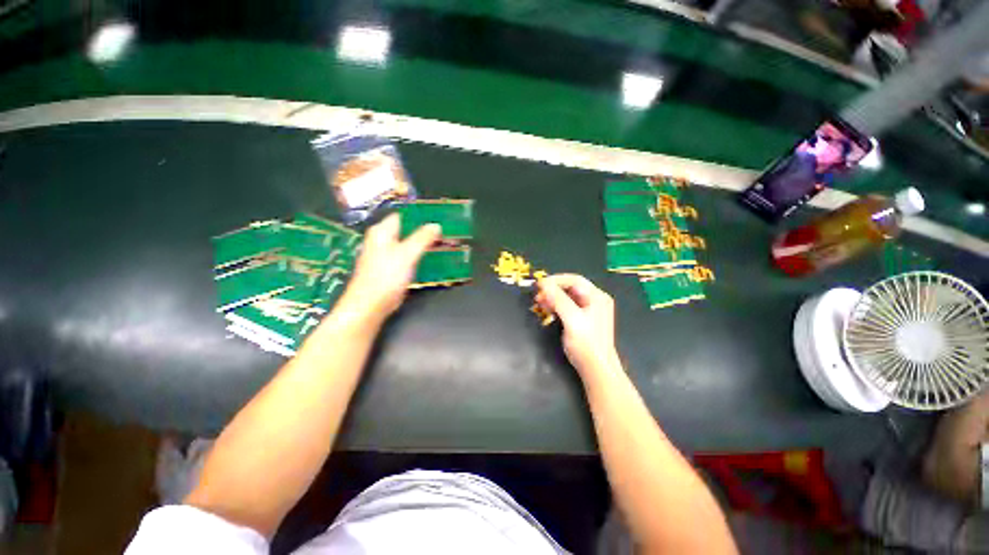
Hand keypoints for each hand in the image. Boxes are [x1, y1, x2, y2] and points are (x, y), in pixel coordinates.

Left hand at [339, 214, 439, 321]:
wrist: (368, 306)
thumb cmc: (386, 276)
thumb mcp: (408, 254)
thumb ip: (422, 238)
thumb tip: (435, 225)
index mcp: (381, 231)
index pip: (403, 215)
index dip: (420, 216)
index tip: (438, 218)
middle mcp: (378, 241)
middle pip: (403, 231)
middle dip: (422, 232)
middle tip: (443, 234)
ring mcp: (380, 257)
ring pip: (403, 246)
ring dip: (419, 247)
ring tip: (439, 247)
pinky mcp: (384, 272)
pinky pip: (402, 260)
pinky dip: (413, 260)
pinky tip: (426, 264)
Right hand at [535, 274, 619, 375]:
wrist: (596, 368)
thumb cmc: (586, 343)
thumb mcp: (571, 319)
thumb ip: (558, 299)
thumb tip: (544, 284)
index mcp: (597, 297)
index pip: (575, 280)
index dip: (556, 280)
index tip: (539, 285)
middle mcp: (596, 301)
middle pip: (572, 289)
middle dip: (553, 290)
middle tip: (537, 296)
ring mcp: (591, 312)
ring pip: (569, 299)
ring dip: (554, 299)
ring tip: (540, 304)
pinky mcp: (585, 323)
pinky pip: (570, 309)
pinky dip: (558, 308)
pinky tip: (549, 312)